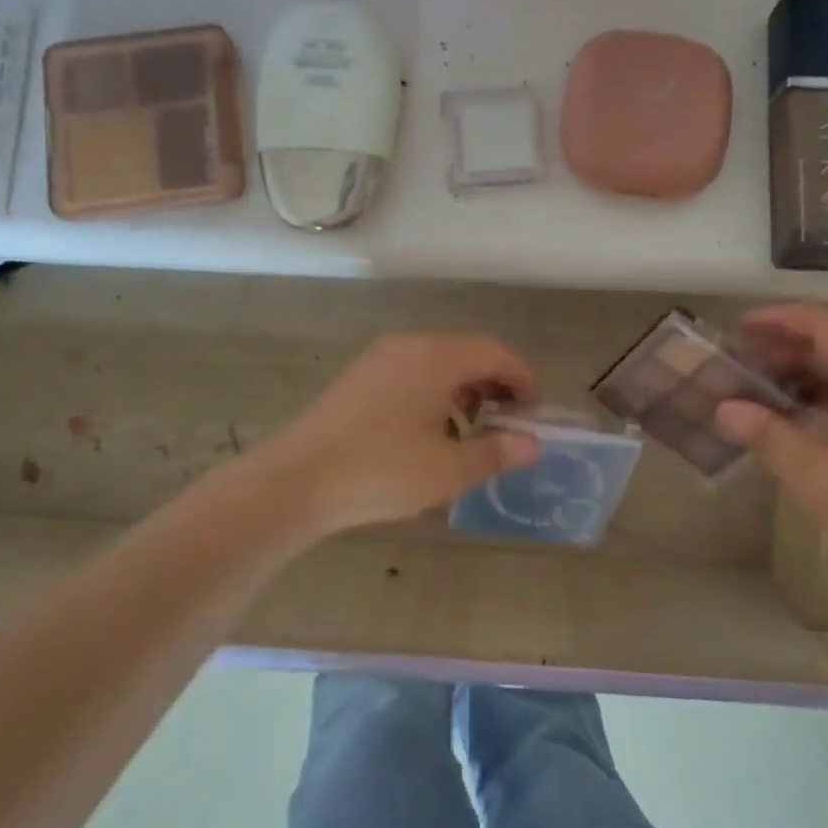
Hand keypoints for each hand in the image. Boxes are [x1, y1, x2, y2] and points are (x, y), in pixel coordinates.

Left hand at [261, 334, 542, 536]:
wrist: (294, 481)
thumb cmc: (381, 470)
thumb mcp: (448, 469)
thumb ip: (496, 451)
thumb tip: (531, 444)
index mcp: (436, 357)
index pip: (495, 352)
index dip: (522, 378)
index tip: (533, 413)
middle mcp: (409, 345)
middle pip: (468, 352)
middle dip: (495, 384)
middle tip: (506, 424)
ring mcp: (380, 358)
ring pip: (439, 363)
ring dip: (465, 390)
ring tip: (470, 432)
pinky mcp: (359, 377)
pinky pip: (412, 373)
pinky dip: (435, 393)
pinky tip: (429, 433)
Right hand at [714, 305, 827, 590]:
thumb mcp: (814, 475)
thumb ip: (767, 435)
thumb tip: (723, 408)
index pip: (825, 326)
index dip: (780, 319)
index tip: (740, 326)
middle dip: (785, 346)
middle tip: (742, 360)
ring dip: (802, 371)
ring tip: (759, 386)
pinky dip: (820, 394)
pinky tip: (792, 415)